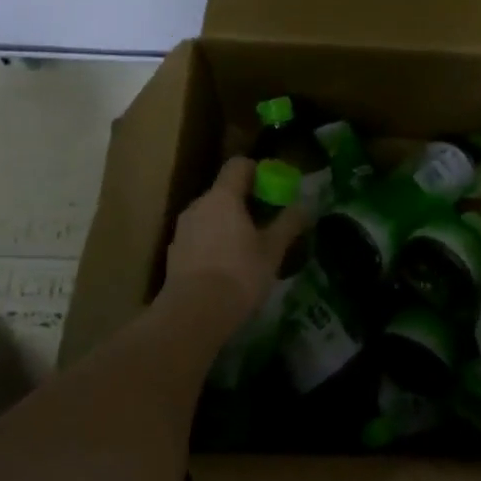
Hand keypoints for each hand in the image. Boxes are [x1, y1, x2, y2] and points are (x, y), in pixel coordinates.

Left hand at [163, 157, 307, 328]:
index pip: (239, 165)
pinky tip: (227, 268)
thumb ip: (289, 223)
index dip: (259, 172)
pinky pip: (200, 236)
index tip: (275, 191)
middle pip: (225, 191)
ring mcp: (183, 229)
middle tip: (267, 224)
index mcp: (223, 197)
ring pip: (211, 215)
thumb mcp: (273, 250)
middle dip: (247, 202)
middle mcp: (199, 205)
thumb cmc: (239, 275)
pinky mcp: (175, 252)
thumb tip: (305, 206)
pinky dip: (214, 243)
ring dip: (230, 224)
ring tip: (249, 250)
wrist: (193, 315)